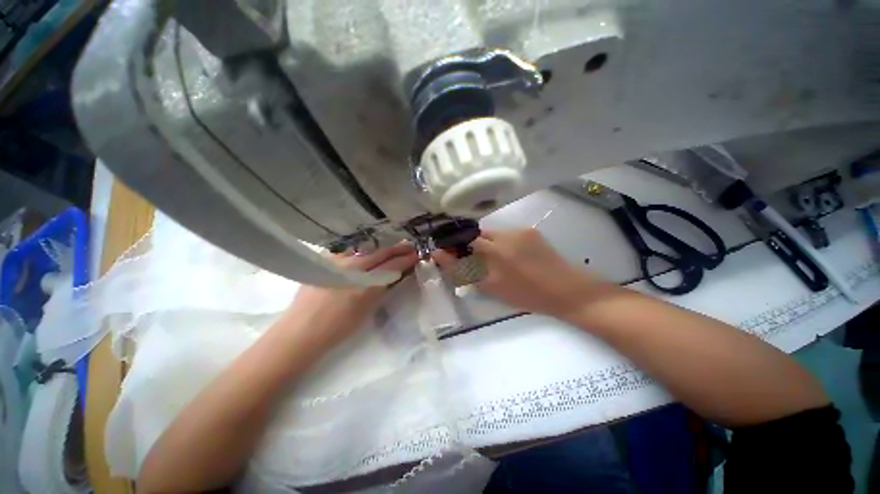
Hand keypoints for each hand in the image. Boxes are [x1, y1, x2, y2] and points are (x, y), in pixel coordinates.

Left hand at [278, 243, 418, 349]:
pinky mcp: (324, 261)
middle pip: (380, 253)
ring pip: (365, 251)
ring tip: (390, 251)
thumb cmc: (338, 327)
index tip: (415, 254)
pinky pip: (349, 253)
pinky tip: (363, 257)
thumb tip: (395, 274)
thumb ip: (381, 288)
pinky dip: (361, 254)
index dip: (405, 259)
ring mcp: (336, 262)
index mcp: (365, 283)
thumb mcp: (367, 309)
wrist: (300, 332)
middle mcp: (352, 267)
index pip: (391, 265)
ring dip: (380, 251)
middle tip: (409, 246)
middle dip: (397, 249)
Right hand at [433, 229, 613, 319]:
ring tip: (498, 259)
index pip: (463, 240)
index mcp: (494, 254)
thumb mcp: (490, 288)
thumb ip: (464, 271)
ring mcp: (519, 231)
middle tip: (478, 260)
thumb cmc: (526, 295)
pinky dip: (502, 242)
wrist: (566, 289)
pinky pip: (507, 233)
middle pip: (477, 234)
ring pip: (492, 233)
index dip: (455, 244)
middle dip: (472, 245)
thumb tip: (440, 255)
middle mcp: (504, 238)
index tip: (451, 252)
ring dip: (488, 243)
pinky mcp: (530, 230)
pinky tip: (512, 255)